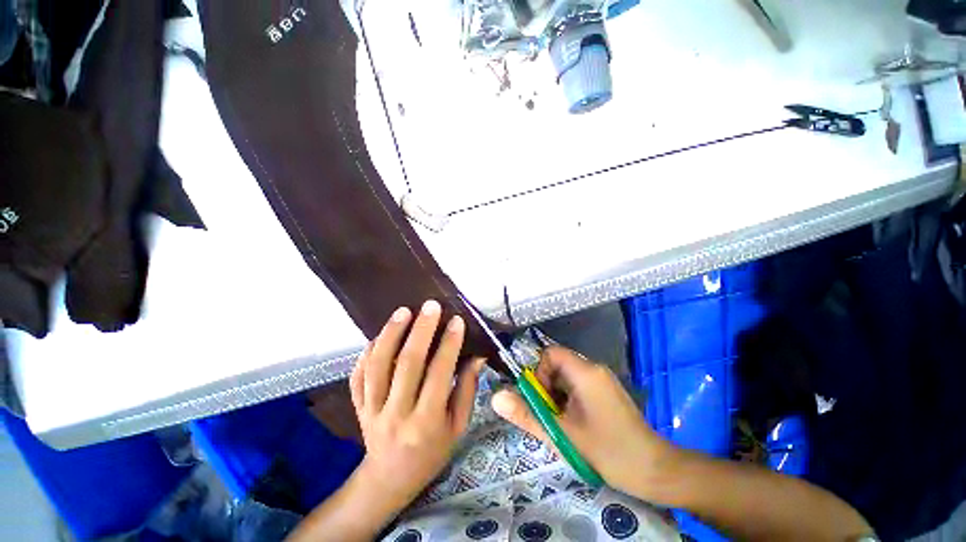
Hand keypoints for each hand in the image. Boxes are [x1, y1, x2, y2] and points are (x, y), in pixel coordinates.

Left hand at [349, 300, 484, 512]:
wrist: (390, 479)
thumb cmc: (432, 452)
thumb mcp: (458, 427)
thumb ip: (467, 390)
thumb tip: (477, 356)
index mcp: (427, 422)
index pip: (439, 374)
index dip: (449, 344)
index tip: (456, 321)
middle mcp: (397, 414)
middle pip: (407, 364)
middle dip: (421, 330)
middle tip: (431, 306)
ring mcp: (372, 410)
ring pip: (378, 366)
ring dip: (391, 334)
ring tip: (403, 311)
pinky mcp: (358, 407)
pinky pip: (358, 376)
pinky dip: (367, 354)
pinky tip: (379, 337)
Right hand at [491, 346, 679, 502]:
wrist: (655, 470)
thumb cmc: (607, 451)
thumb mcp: (562, 434)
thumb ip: (527, 414)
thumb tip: (496, 397)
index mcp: (585, 372)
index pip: (550, 353)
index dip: (539, 372)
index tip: (543, 399)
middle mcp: (594, 368)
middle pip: (558, 364)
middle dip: (547, 388)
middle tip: (552, 415)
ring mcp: (603, 379)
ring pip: (567, 376)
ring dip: (558, 396)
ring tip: (565, 423)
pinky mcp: (607, 390)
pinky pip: (579, 385)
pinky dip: (569, 399)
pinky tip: (577, 423)